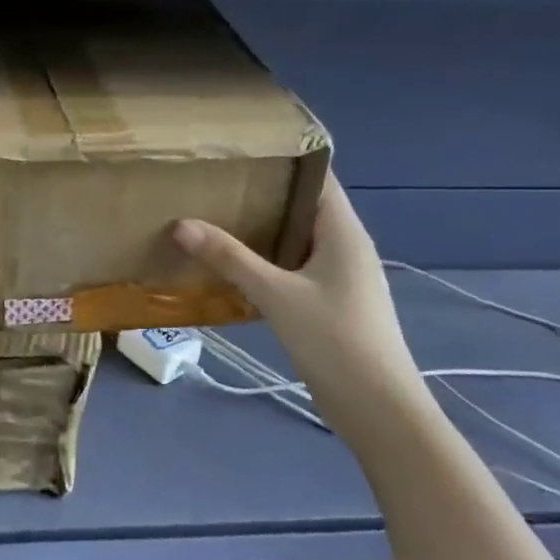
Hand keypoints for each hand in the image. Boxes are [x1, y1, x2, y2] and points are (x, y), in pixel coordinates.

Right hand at [172, 174, 419, 408]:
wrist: (379, 408)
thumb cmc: (335, 340)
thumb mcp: (276, 295)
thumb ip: (230, 258)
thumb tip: (181, 224)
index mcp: (344, 231)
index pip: (317, 177)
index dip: (282, 159)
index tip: (238, 150)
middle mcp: (346, 246)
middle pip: (302, 206)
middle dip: (261, 194)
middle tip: (213, 183)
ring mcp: (340, 276)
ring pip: (296, 239)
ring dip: (261, 230)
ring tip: (214, 216)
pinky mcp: (330, 302)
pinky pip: (294, 267)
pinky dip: (266, 260)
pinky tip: (233, 266)